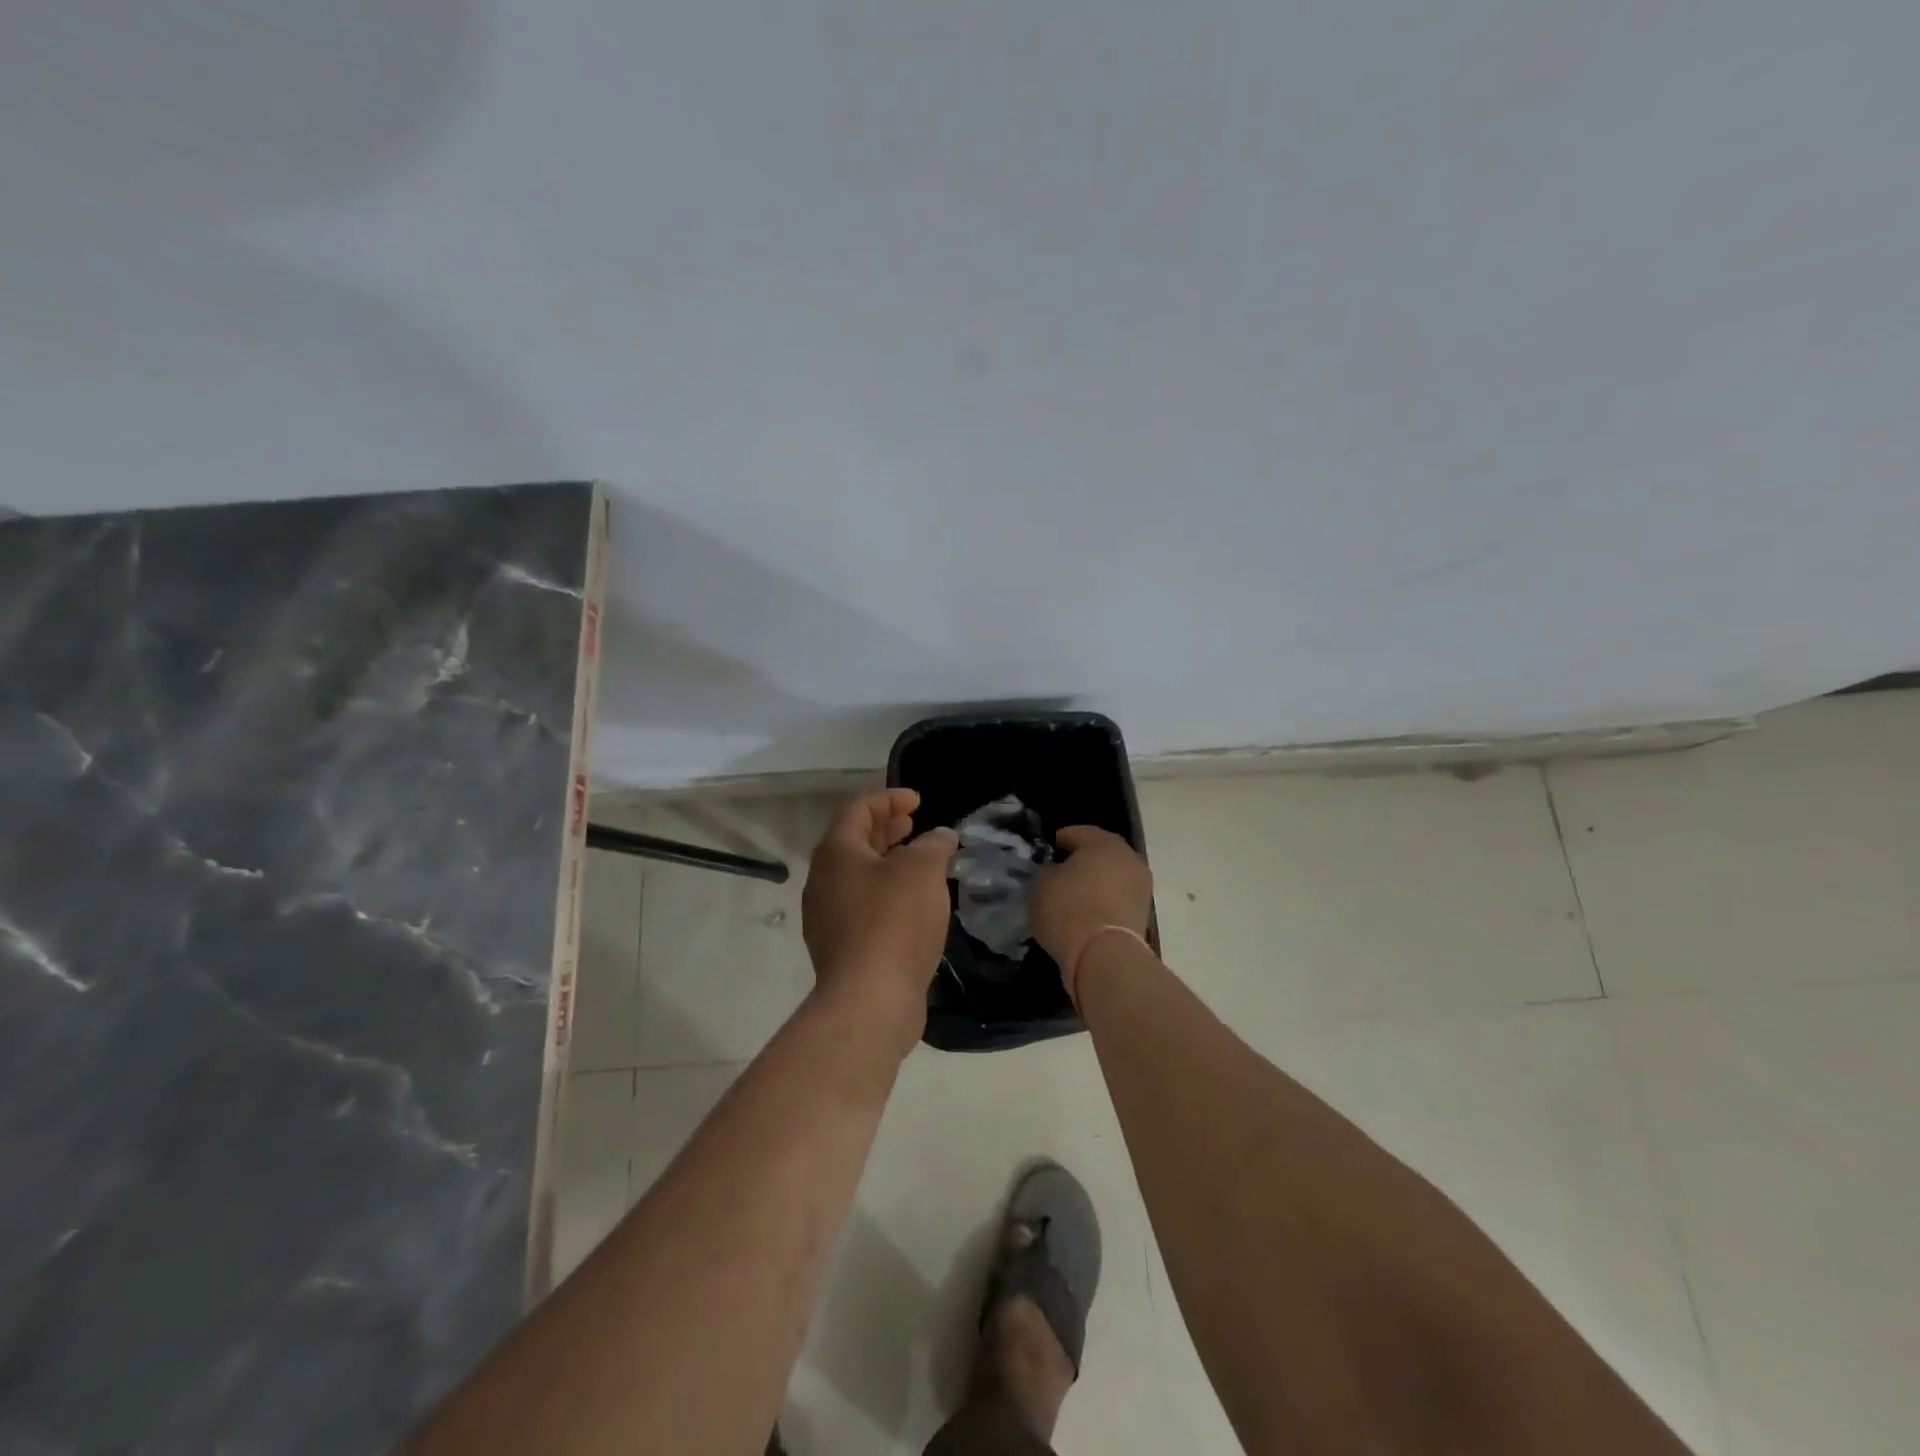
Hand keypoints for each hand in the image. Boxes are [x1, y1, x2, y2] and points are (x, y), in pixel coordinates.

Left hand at [802, 789, 957, 1045]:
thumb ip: (934, 844)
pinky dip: (888, 892)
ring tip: (921, 862)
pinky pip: (864, 905)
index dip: (890, 798)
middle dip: (887, 828)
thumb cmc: (894, 921)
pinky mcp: (842, 947)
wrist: (870, 1000)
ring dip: (889, 862)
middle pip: (855, 841)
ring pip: (860, 875)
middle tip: (916, 825)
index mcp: (836, 852)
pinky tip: (915, 904)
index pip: (859, 808)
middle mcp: (824, 880)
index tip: (919, 801)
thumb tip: (940, 836)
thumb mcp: (923, 870)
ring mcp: (828, 916)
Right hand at [1030, 826, 1153, 1003]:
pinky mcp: (1142, 916)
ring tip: (1067, 902)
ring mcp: (1140, 889)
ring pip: (1109, 880)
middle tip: (1054, 878)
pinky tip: (1082, 919)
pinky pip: (1115, 903)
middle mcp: (1129, 859)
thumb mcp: (1041, 883)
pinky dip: (1100, 907)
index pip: (1075, 833)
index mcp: (1104, 842)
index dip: (1055, 844)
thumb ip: (1046, 870)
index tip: (1040, 858)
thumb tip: (1053, 872)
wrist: (1103, 957)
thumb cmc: (1068, 908)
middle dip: (1077, 864)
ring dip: (1092, 887)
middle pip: (1098, 856)